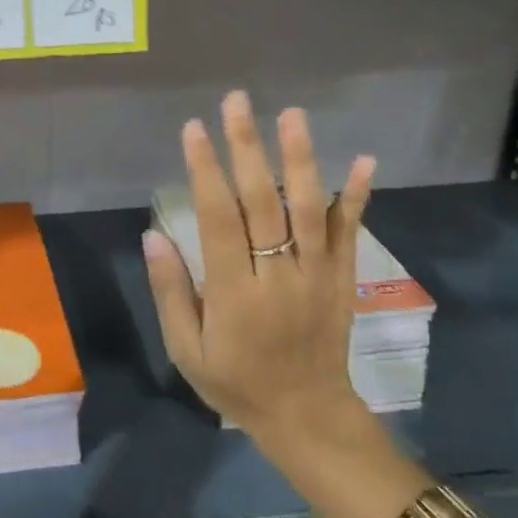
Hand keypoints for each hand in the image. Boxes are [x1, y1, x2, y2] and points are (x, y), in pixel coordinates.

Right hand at [142, 91, 376, 466]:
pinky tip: (363, 159)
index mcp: (235, 294)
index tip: (193, 129)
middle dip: (246, 148)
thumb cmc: (236, 382)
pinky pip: (350, 232)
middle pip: (262, 202)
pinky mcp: (341, 278)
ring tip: (290, 114)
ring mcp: (317, 274)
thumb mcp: (187, 350)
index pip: (219, 220)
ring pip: (308, 209)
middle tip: (236, 102)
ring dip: (299, 159)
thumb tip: (154, 235)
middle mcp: (279, 275)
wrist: (307, 416)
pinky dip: (357, 196)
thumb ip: (171, 292)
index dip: (205, 171)